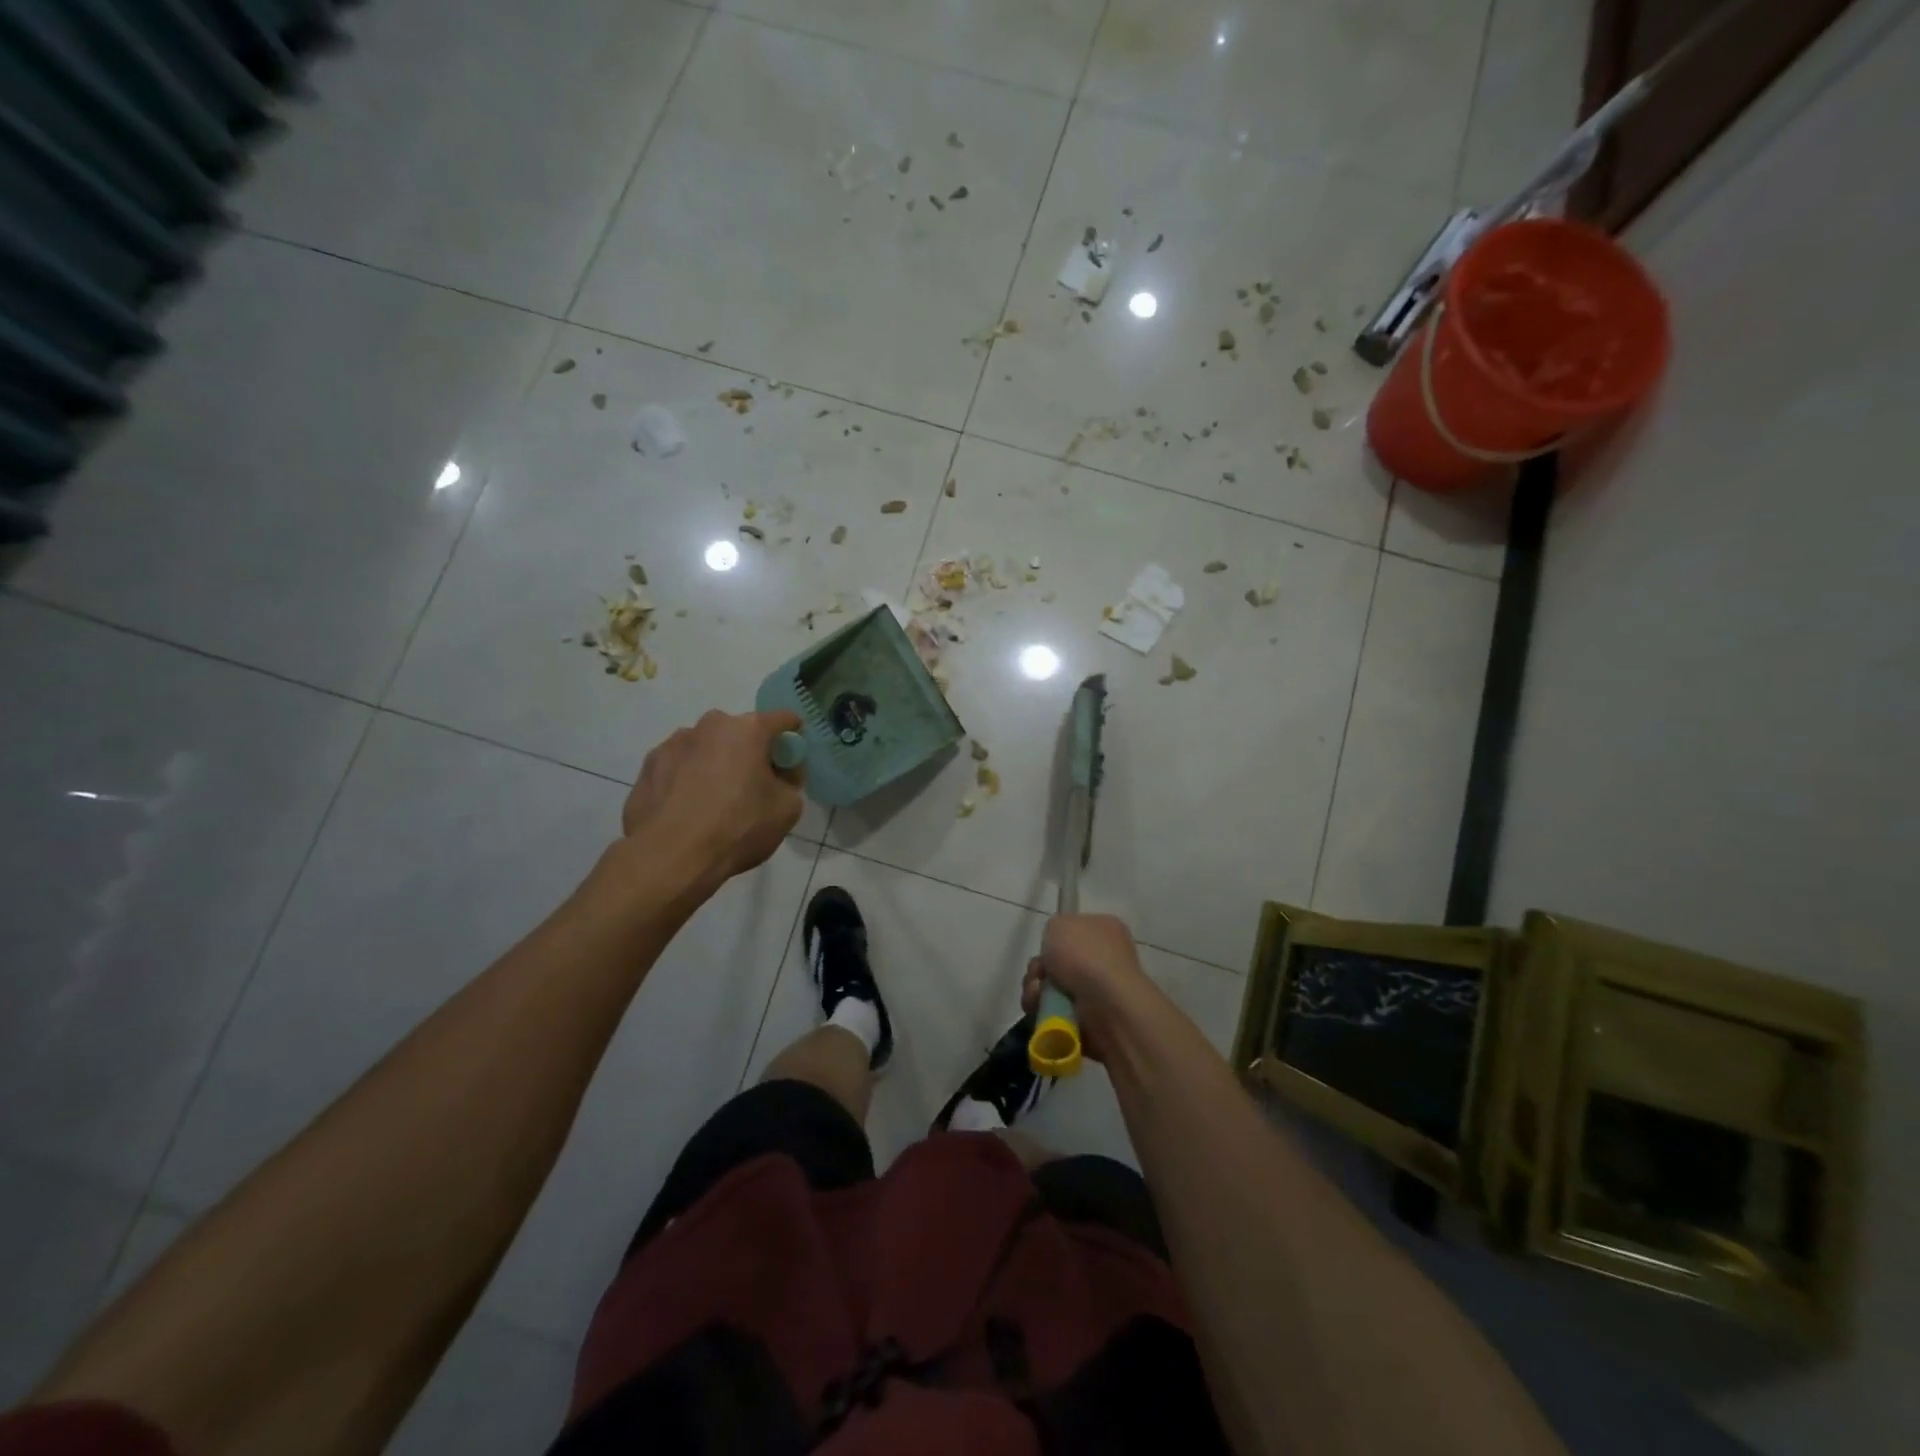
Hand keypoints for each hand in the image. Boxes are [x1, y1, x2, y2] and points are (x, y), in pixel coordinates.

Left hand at [621, 710, 804, 888]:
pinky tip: (688, 808)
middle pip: (740, 732)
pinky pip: (679, 765)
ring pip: (706, 747)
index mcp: (748, 729)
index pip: (783, 719)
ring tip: (714, 800)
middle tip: (753, 784)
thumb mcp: (788, 809)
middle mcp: (710, 725)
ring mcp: (673, 743)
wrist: (670, 858)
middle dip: (750, 751)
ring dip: (716, 763)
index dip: (792, 737)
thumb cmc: (737, 828)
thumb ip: (791, 781)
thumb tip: (781, 773)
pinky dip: (687, 778)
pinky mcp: (648, 765)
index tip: (791, 759)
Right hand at [1021, 913, 1164, 1062]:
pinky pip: (1054, 1013)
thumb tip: (1056, 947)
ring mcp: (1099, 992)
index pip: (1075, 931)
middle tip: (1038, 974)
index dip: (1055, 939)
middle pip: (1058, 962)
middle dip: (1040, 969)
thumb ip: (1054, 929)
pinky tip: (1042, 1010)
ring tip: (1037, 995)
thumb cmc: (1085, 956)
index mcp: (1105, 930)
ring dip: (1036, 991)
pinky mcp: (1089, 1021)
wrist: (1106, 1005)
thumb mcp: (1059, 924)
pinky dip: (1043, 1011)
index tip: (1045, 947)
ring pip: (1051, 989)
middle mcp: (1105, 960)